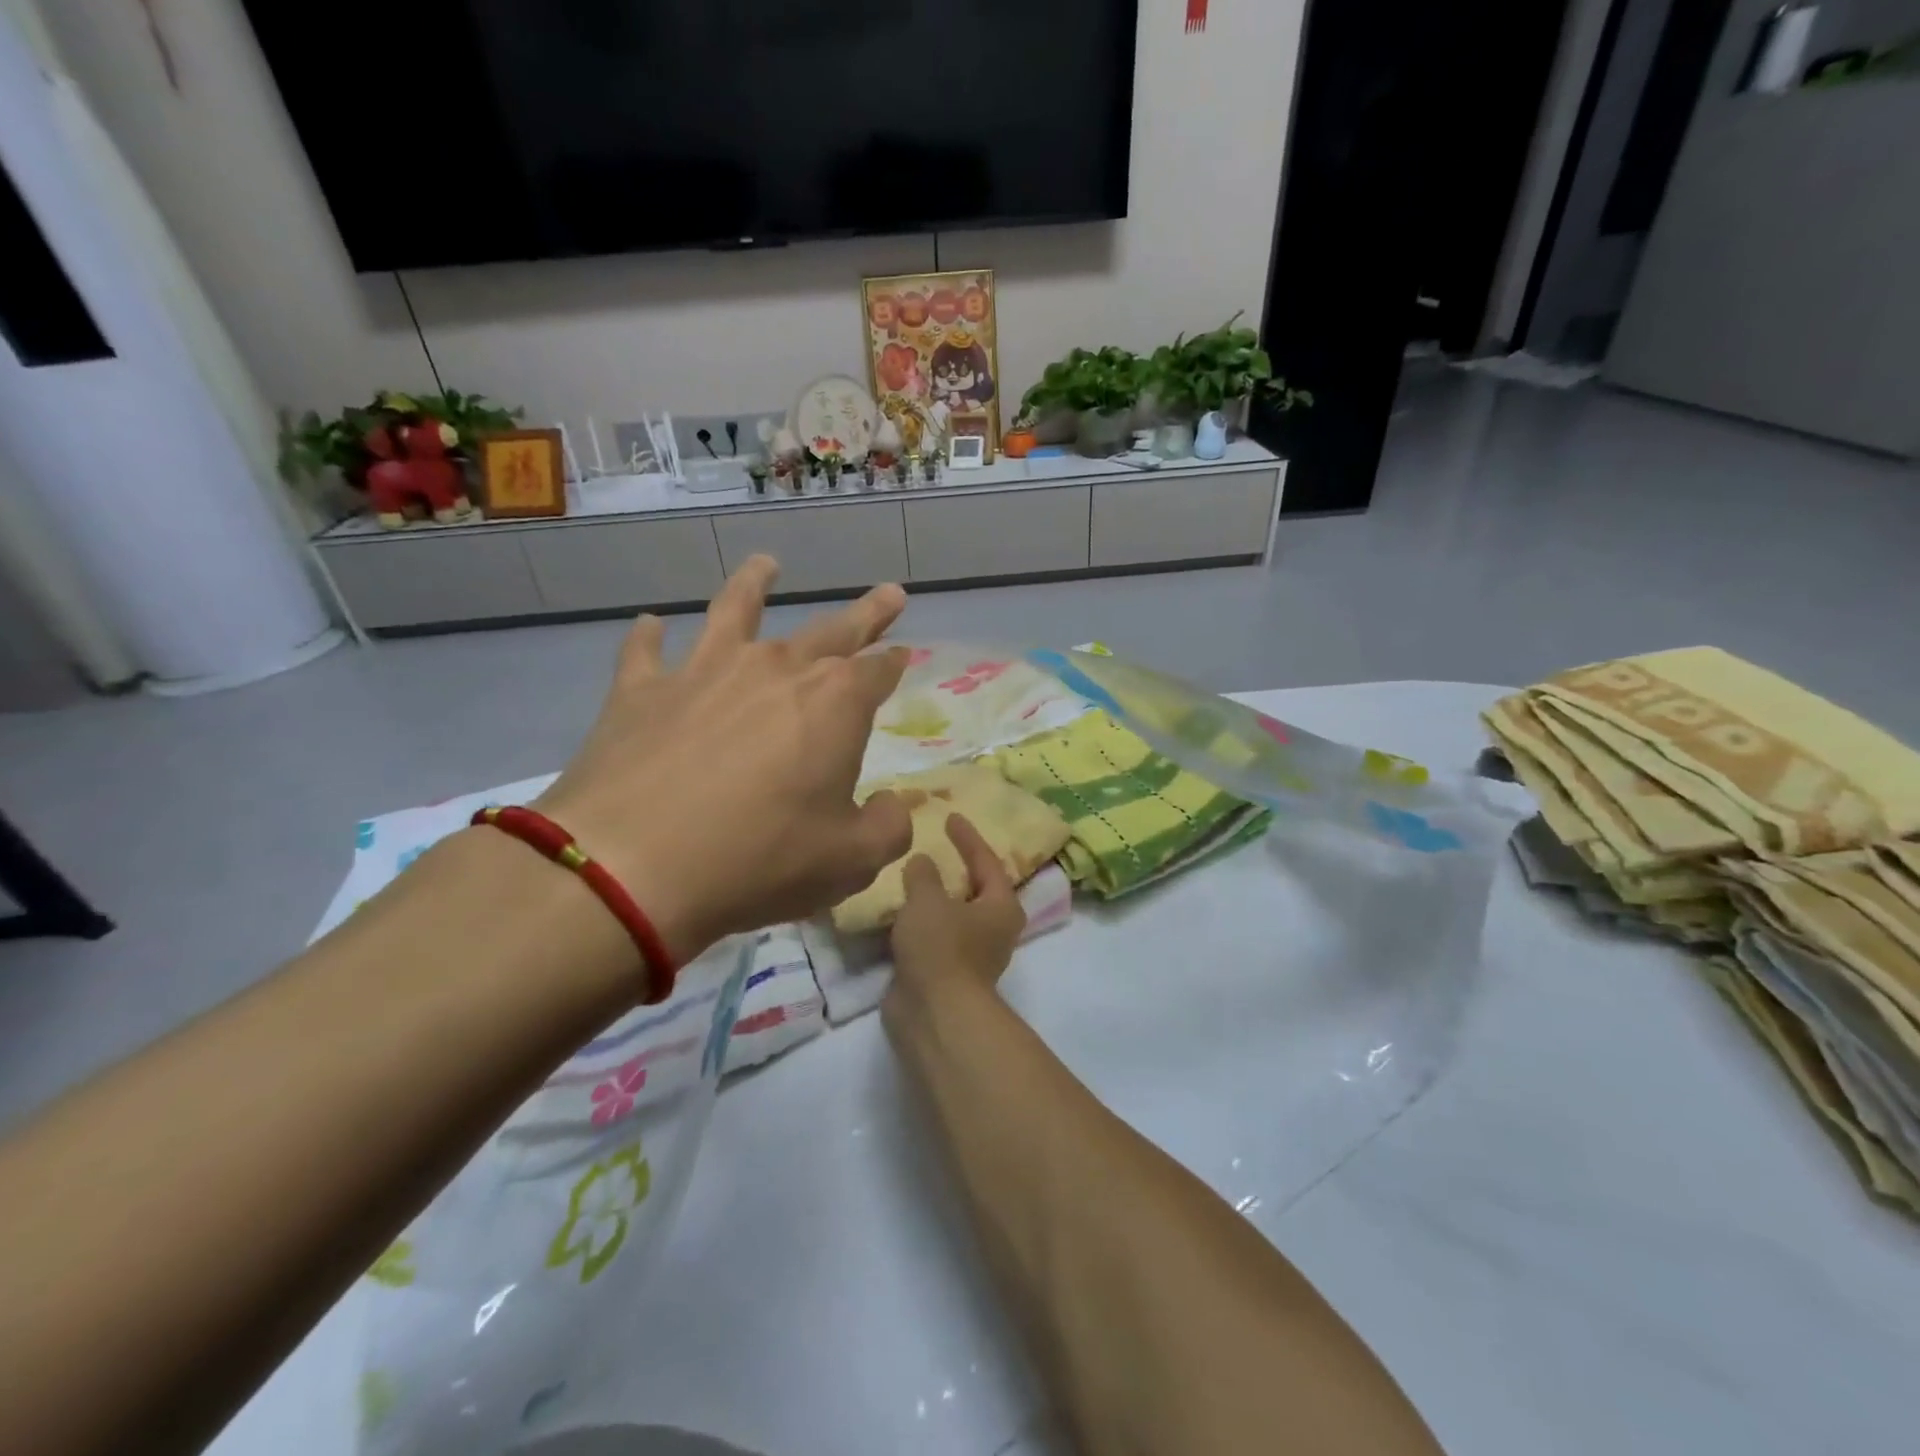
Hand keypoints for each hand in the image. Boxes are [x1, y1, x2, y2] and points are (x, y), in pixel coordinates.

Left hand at [532, 555, 912, 966]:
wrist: (631, 866)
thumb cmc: (759, 860)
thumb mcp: (850, 861)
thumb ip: (887, 828)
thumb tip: (892, 805)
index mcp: (835, 703)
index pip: (878, 670)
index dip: (895, 662)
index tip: (903, 654)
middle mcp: (775, 668)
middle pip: (831, 630)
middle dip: (865, 613)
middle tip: (889, 593)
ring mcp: (703, 670)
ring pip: (735, 610)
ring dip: (754, 584)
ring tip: (766, 564)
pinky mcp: (641, 690)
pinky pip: (645, 651)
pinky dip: (649, 635)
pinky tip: (651, 623)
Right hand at [886, 815, 1027, 1006]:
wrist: (933, 1014)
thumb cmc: (941, 948)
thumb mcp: (928, 900)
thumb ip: (924, 874)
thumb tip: (922, 862)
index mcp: (1001, 906)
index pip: (987, 861)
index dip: (968, 837)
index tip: (951, 816)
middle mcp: (993, 929)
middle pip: (975, 889)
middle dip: (956, 868)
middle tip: (935, 845)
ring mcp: (970, 954)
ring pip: (953, 914)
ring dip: (935, 897)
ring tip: (911, 874)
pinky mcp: (945, 972)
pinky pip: (933, 936)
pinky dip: (919, 921)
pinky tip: (898, 909)